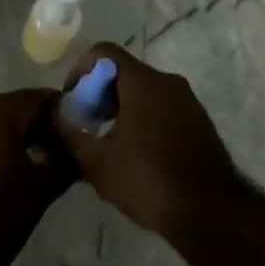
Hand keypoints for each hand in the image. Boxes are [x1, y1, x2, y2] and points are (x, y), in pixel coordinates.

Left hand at [0, 89, 72, 257]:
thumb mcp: (42, 189)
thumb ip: (65, 161)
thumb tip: (79, 148)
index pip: (38, 98)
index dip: (59, 113)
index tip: (73, 134)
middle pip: (12, 107)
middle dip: (33, 126)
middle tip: (51, 153)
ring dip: (7, 138)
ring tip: (23, 167)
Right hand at [53, 44, 242, 238]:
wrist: (212, 213)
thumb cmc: (150, 179)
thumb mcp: (98, 164)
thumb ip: (70, 137)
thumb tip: (52, 119)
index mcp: (142, 80)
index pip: (104, 52)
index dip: (81, 68)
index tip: (70, 97)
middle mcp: (167, 80)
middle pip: (125, 72)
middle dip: (101, 93)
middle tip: (87, 124)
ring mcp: (187, 101)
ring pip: (146, 92)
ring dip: (123, 109)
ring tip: (109, 145)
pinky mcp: (200, 123)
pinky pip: (164, 109)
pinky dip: (145, 121)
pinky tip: (139, 158)